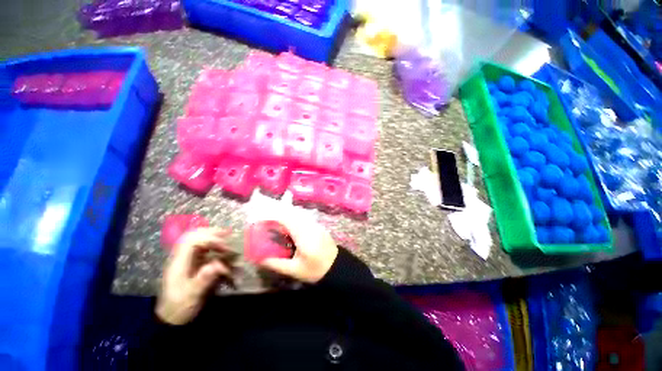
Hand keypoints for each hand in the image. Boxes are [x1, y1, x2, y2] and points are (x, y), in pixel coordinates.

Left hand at [156, 228, 230, 324]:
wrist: (170, 319)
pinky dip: (213, 245)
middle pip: (192, 236)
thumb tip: (217, 265)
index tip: (224, 247)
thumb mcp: (191, 296)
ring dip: (213, 237)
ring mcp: (185, 260)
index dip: (209, 239)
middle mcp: (181, 258)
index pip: (191, 241)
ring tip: (227, 238)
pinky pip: (202, 248)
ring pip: (197, 240)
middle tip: (228, 233)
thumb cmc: (180, 307)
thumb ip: (203, 279)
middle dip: (211, 233)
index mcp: (178, 263)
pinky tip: (222, 248)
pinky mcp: (191, 264)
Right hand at [258, 214, 337, 282]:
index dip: (273, 217)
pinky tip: (289, 228)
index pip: (286, 219)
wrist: (337, 266)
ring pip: (298, 215)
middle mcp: (309, 226)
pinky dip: (294, 220)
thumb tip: (261, 259)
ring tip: (276, 225)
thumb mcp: (295, 270)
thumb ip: (277, 264)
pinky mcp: (318, 226)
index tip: (262, 220)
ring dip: (286, 217)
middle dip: (278, 216)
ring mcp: (315, 225)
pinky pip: (303, 219)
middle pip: (292, 214)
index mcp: (303, 235)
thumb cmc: (316, 269)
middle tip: (267, 223)